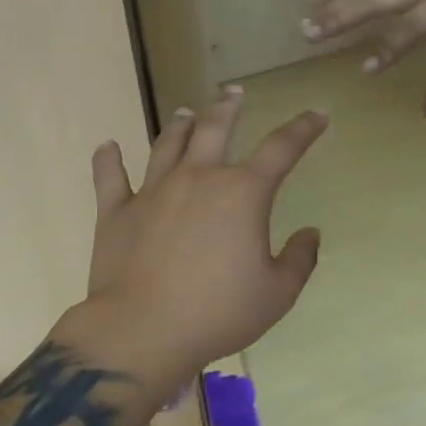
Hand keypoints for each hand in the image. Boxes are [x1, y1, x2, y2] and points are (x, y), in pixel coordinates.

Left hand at [76, 87, 328, 384]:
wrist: (142, 333)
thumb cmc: (218, 312)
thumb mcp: (278, 293)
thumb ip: (300, 259)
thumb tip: (311, 233)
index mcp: (242, 193)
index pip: (282, 148)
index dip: (304, 128)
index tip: (318, 114)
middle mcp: (198, 179)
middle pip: (215, 129)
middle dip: (228, 107)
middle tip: (233, 92)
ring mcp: (153, 191)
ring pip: (167, 144)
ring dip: (179, 125)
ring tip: (186, 112)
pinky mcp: (116, 212)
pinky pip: (109, 177)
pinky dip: (108, 159)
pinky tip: (107, 146)